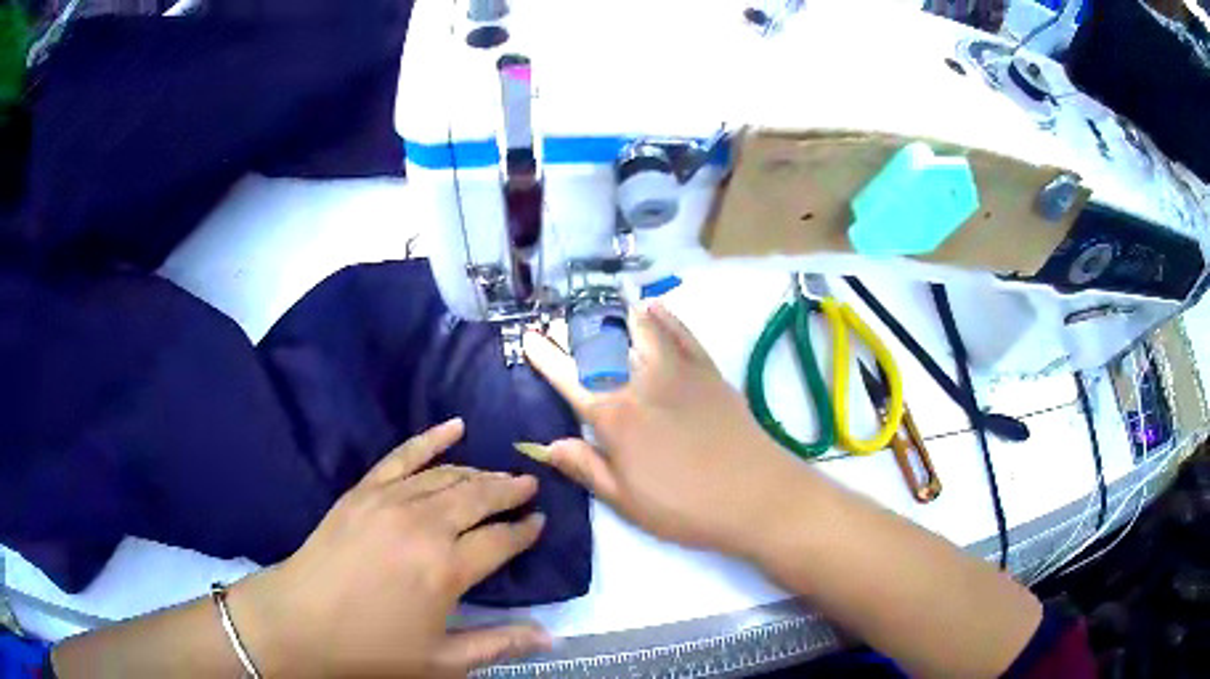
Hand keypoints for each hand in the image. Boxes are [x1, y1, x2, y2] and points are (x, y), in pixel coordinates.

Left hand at [232, 419, 550, 677]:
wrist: (300, 622)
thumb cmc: (373, 649)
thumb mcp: (442, 660)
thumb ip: (499, 645)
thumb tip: (551, 637)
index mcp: (447, 569)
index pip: (501, 539)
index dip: (525, 531)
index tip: (540, 522)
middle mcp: (424, 526)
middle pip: (479, 497)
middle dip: (509, 491)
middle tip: (530, 486)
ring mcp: (390, 501)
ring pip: (447, 476)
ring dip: (479, 473)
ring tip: (500, 475)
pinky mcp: (363, 491)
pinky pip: (403, 456)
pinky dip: (431, 439)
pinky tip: (454, 426)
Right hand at [522, 301, 801, 556]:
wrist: (756, 496)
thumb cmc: (685, 507)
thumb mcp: (625, 500)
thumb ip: (585, 466)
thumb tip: (546, 445)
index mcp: (616, 417)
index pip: (569, 379)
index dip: (546, 357)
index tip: (529, 337)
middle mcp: (642, 383)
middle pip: (602, 347)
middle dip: (576, 331)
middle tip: (559, 320)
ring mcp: (679, 372)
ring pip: (642, 329)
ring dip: (618, 315)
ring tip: (602, 305)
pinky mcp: (709, 372)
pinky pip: (682, 334)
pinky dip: (666, 317)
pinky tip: (653, 305)